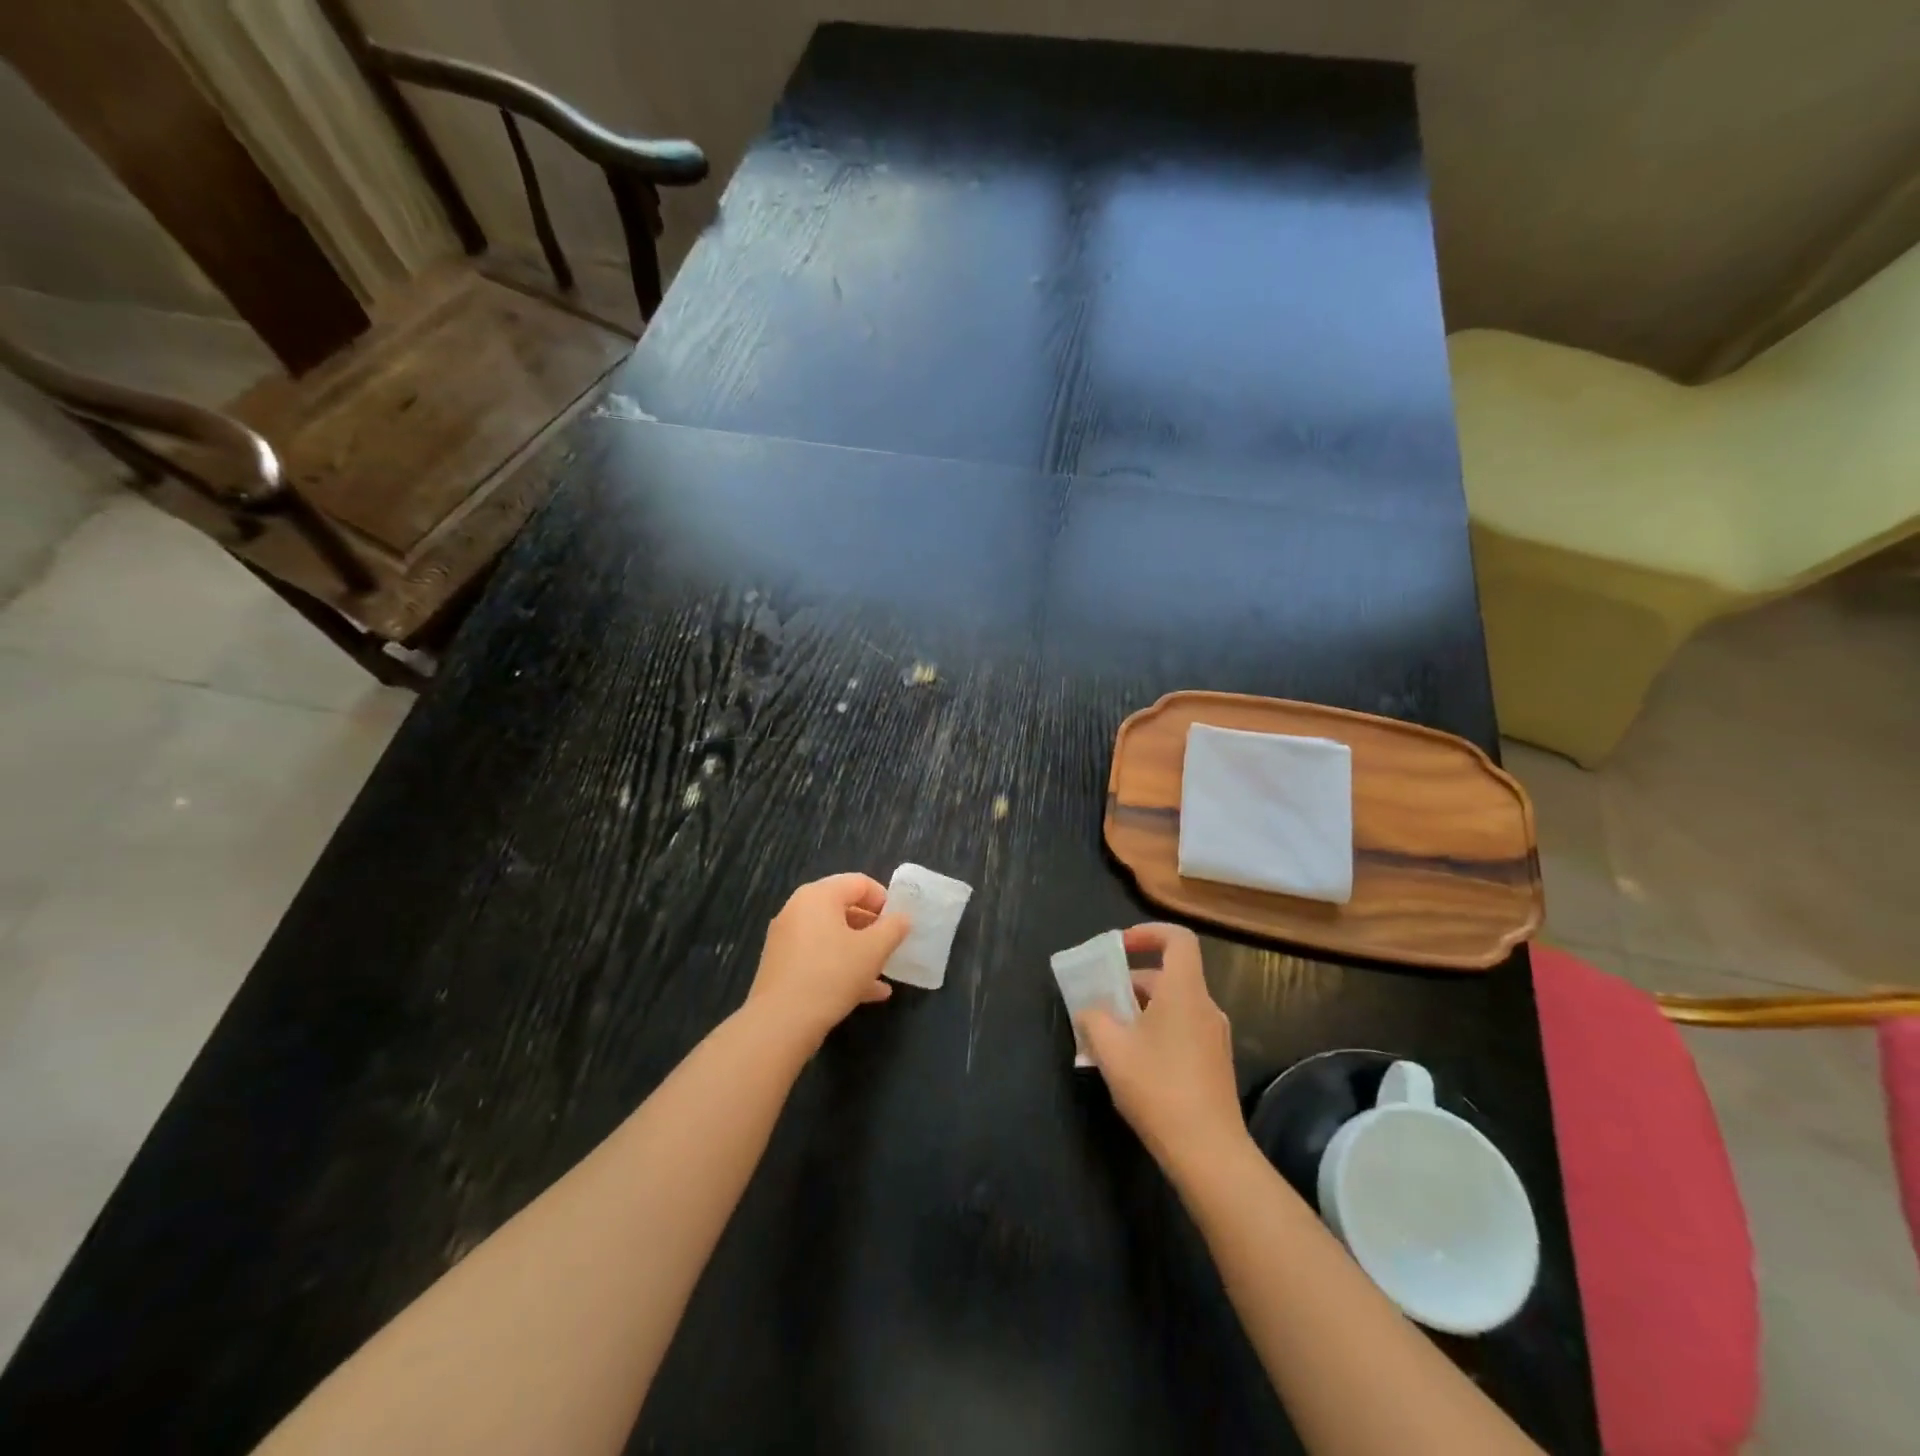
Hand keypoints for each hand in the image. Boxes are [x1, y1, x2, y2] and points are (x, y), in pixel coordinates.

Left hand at [746, 874, 910, 1049]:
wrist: (780, 1022)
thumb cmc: (832, 974)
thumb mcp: (873, 950)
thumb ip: (893, 928)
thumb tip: (902, 918)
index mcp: (819, 895)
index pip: (859, 883)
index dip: (884, 900)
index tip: (898, 923)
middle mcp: (798, 909)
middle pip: (843, 908)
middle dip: (872, 927)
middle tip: (891, 945)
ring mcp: (786, 938)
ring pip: (832, 937)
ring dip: (859, 951)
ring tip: (883, 972)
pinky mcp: (782, 965)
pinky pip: (818, 957)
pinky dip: (841, 966)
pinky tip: (866, 993)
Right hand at [1079, 924, 1250, 1180]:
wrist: (1208, 1152)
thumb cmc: (1158, 1088)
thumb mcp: (1111, 1050)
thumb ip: (1093, 1019)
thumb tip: (1090, 1010)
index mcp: (1184, 991)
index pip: (1178, 939)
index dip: (1148, 932)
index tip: (1120, 948)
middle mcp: (1205, 1006)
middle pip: (1169, 975)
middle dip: (1130, 982)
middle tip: (1099, 1002)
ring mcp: (1214, 1037)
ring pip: (1173, 1006)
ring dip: (1140, 1011)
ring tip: (1108, 1037)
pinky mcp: (1215, 1063)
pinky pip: (1181, 1030)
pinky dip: (1155, 1032)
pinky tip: (1132, 1064)